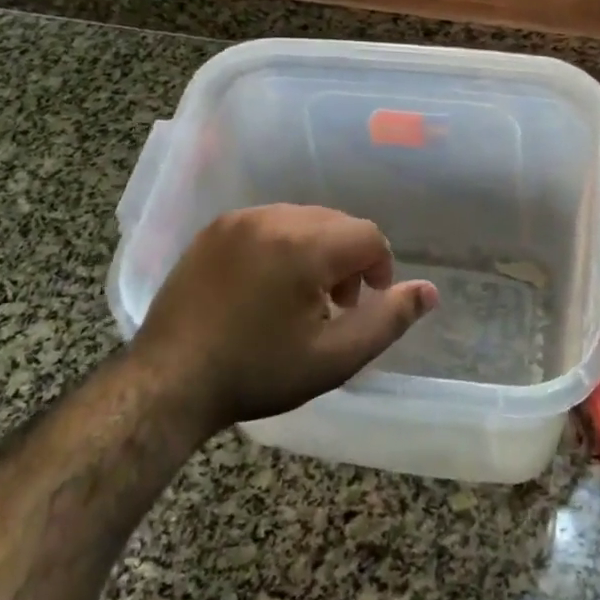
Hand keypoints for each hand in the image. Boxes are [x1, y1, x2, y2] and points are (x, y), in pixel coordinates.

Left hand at [135, 205, 438, 433]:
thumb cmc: (257, 372)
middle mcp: (272, 218)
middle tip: (336, 305)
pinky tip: (265, 287)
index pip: (367, 235)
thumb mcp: (334, 357)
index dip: (380, 268)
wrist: (169, 381)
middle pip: (334, 223)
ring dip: (315, 250)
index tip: (365, 304)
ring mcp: (237, 220)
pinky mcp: (213, 230)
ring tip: (301, 297)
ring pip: (301, 220)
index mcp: (304, 244)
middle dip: (348, 259)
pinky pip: (266, 224)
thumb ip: (388, 320)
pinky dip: (281, 245)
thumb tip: (430, 291)